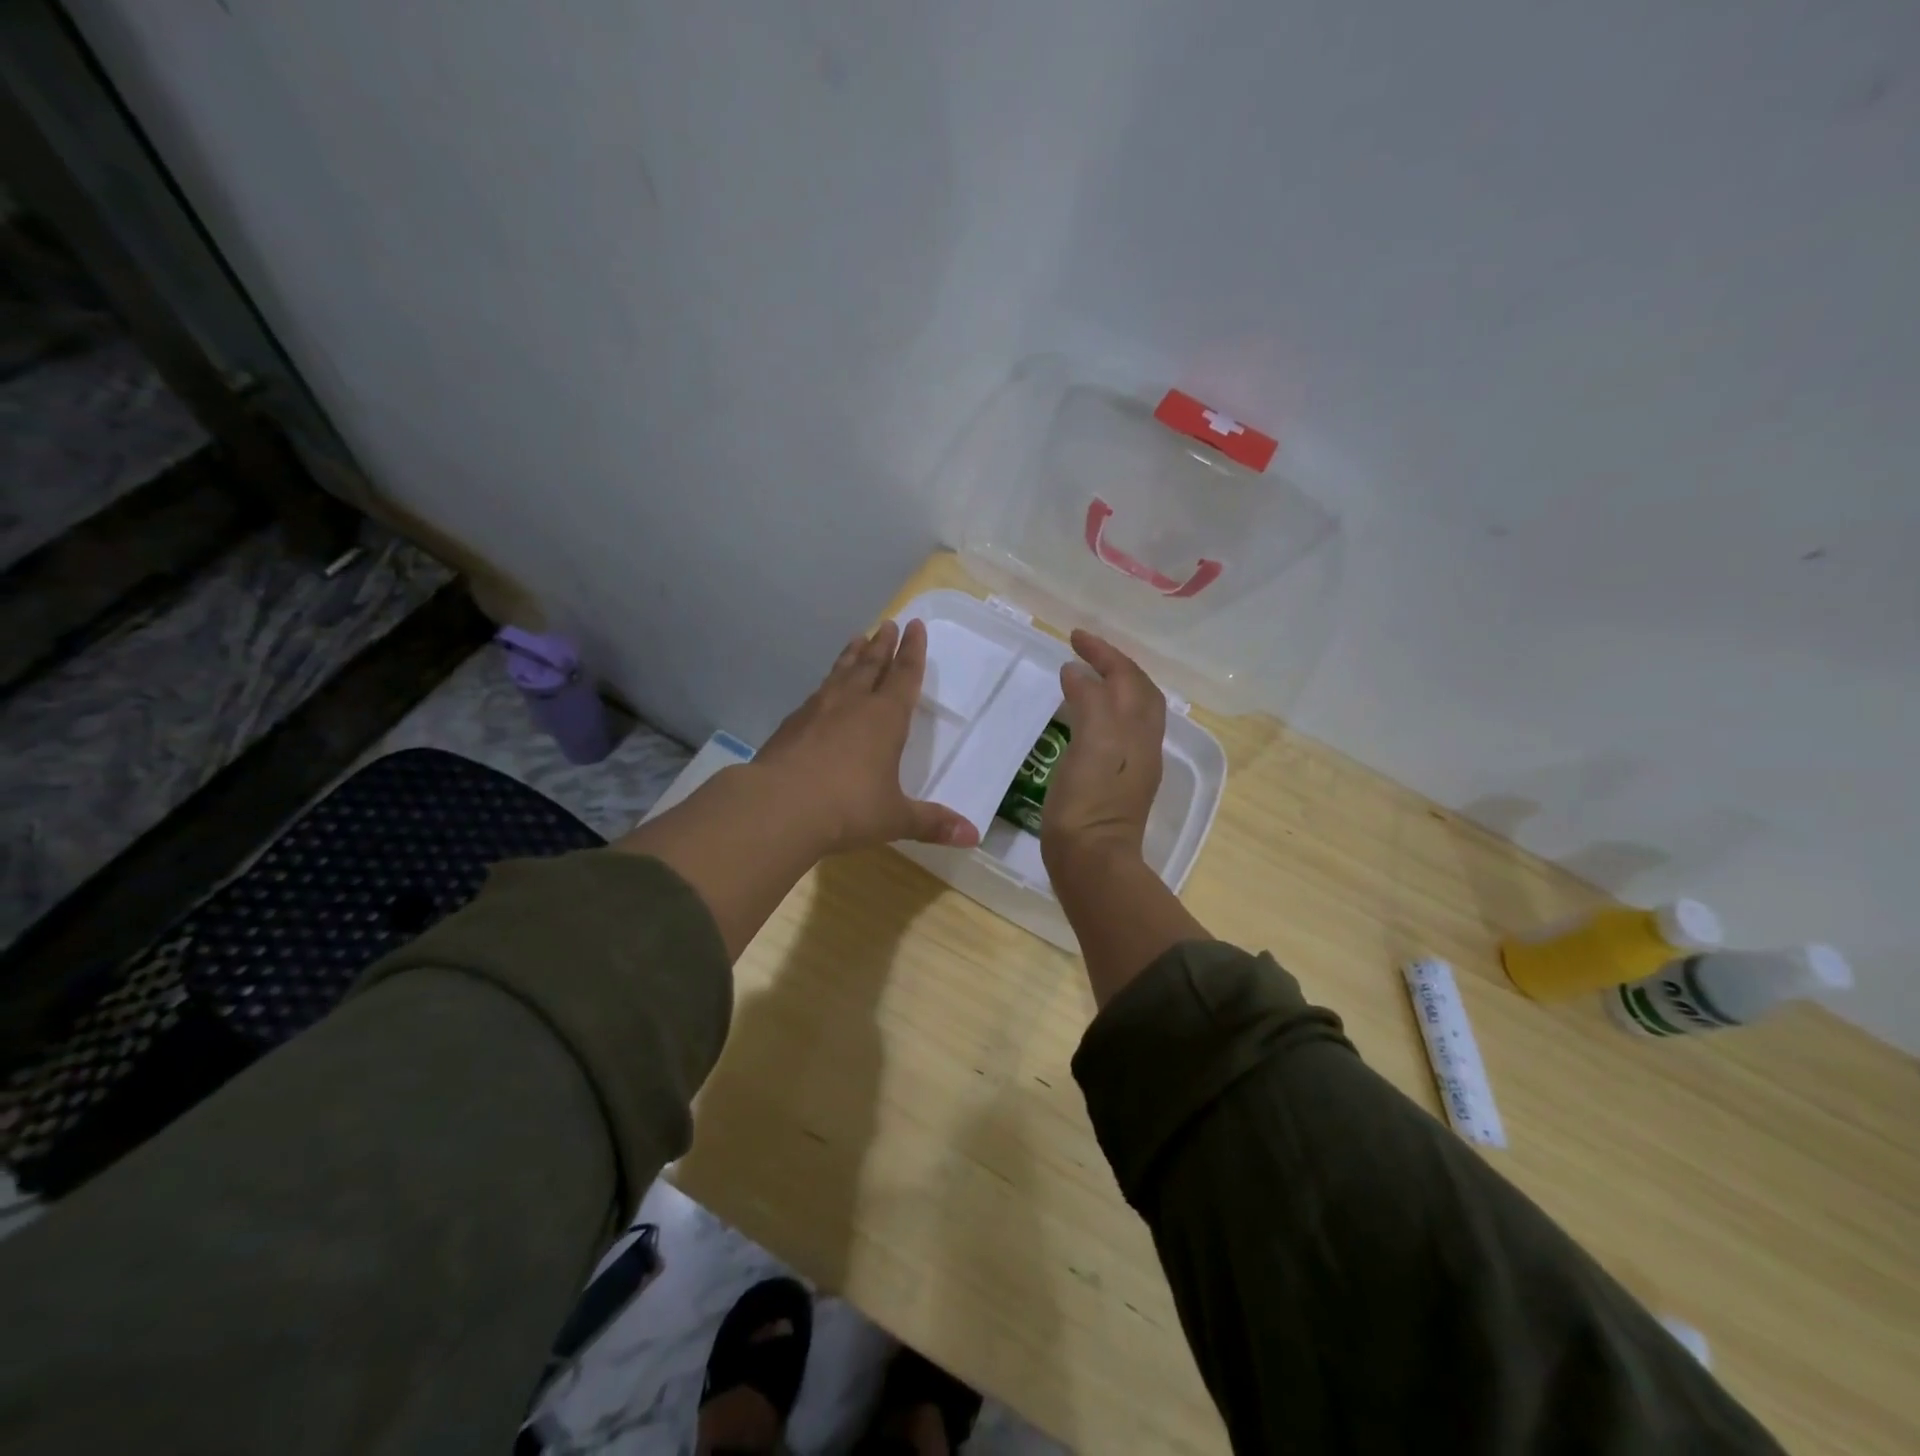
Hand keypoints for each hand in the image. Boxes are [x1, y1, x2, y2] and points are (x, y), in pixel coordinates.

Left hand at [753, 619, 979, 855]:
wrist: (778, 807)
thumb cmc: (848, 808)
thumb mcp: (895, 818)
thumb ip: (932, 823)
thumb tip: (973, 836)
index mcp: (885, 718)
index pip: (904, 675)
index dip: (913, 651)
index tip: (915, 626)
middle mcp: (853, 704)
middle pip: (871, 665)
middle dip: (883, 645)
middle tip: (889, 624)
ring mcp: (818, 710)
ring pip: (841, 672)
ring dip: (852, 655)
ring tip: (858, 638)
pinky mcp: (791, 724)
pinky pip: (817, 693)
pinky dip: (827, 683)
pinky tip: (823, 689)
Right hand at [1042, 630, 1165, 869]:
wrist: (1093, 861)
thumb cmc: (1088, 802)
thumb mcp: (1091, 743)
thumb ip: (1089, 701)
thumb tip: (1077, 672)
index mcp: (1138, 730)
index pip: (1127, 678)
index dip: (1104, 653)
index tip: (1075, 637)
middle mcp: (1144, 743)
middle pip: (1138, 692)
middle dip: (1115, 665)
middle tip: (1084, 651)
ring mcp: (1135, 765)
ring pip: (1132, 713)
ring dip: (1113, 687)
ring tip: (1086, 678)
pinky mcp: (1120, 784)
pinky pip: (1119, 733)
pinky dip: (1104, 712)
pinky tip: (1085, 720)